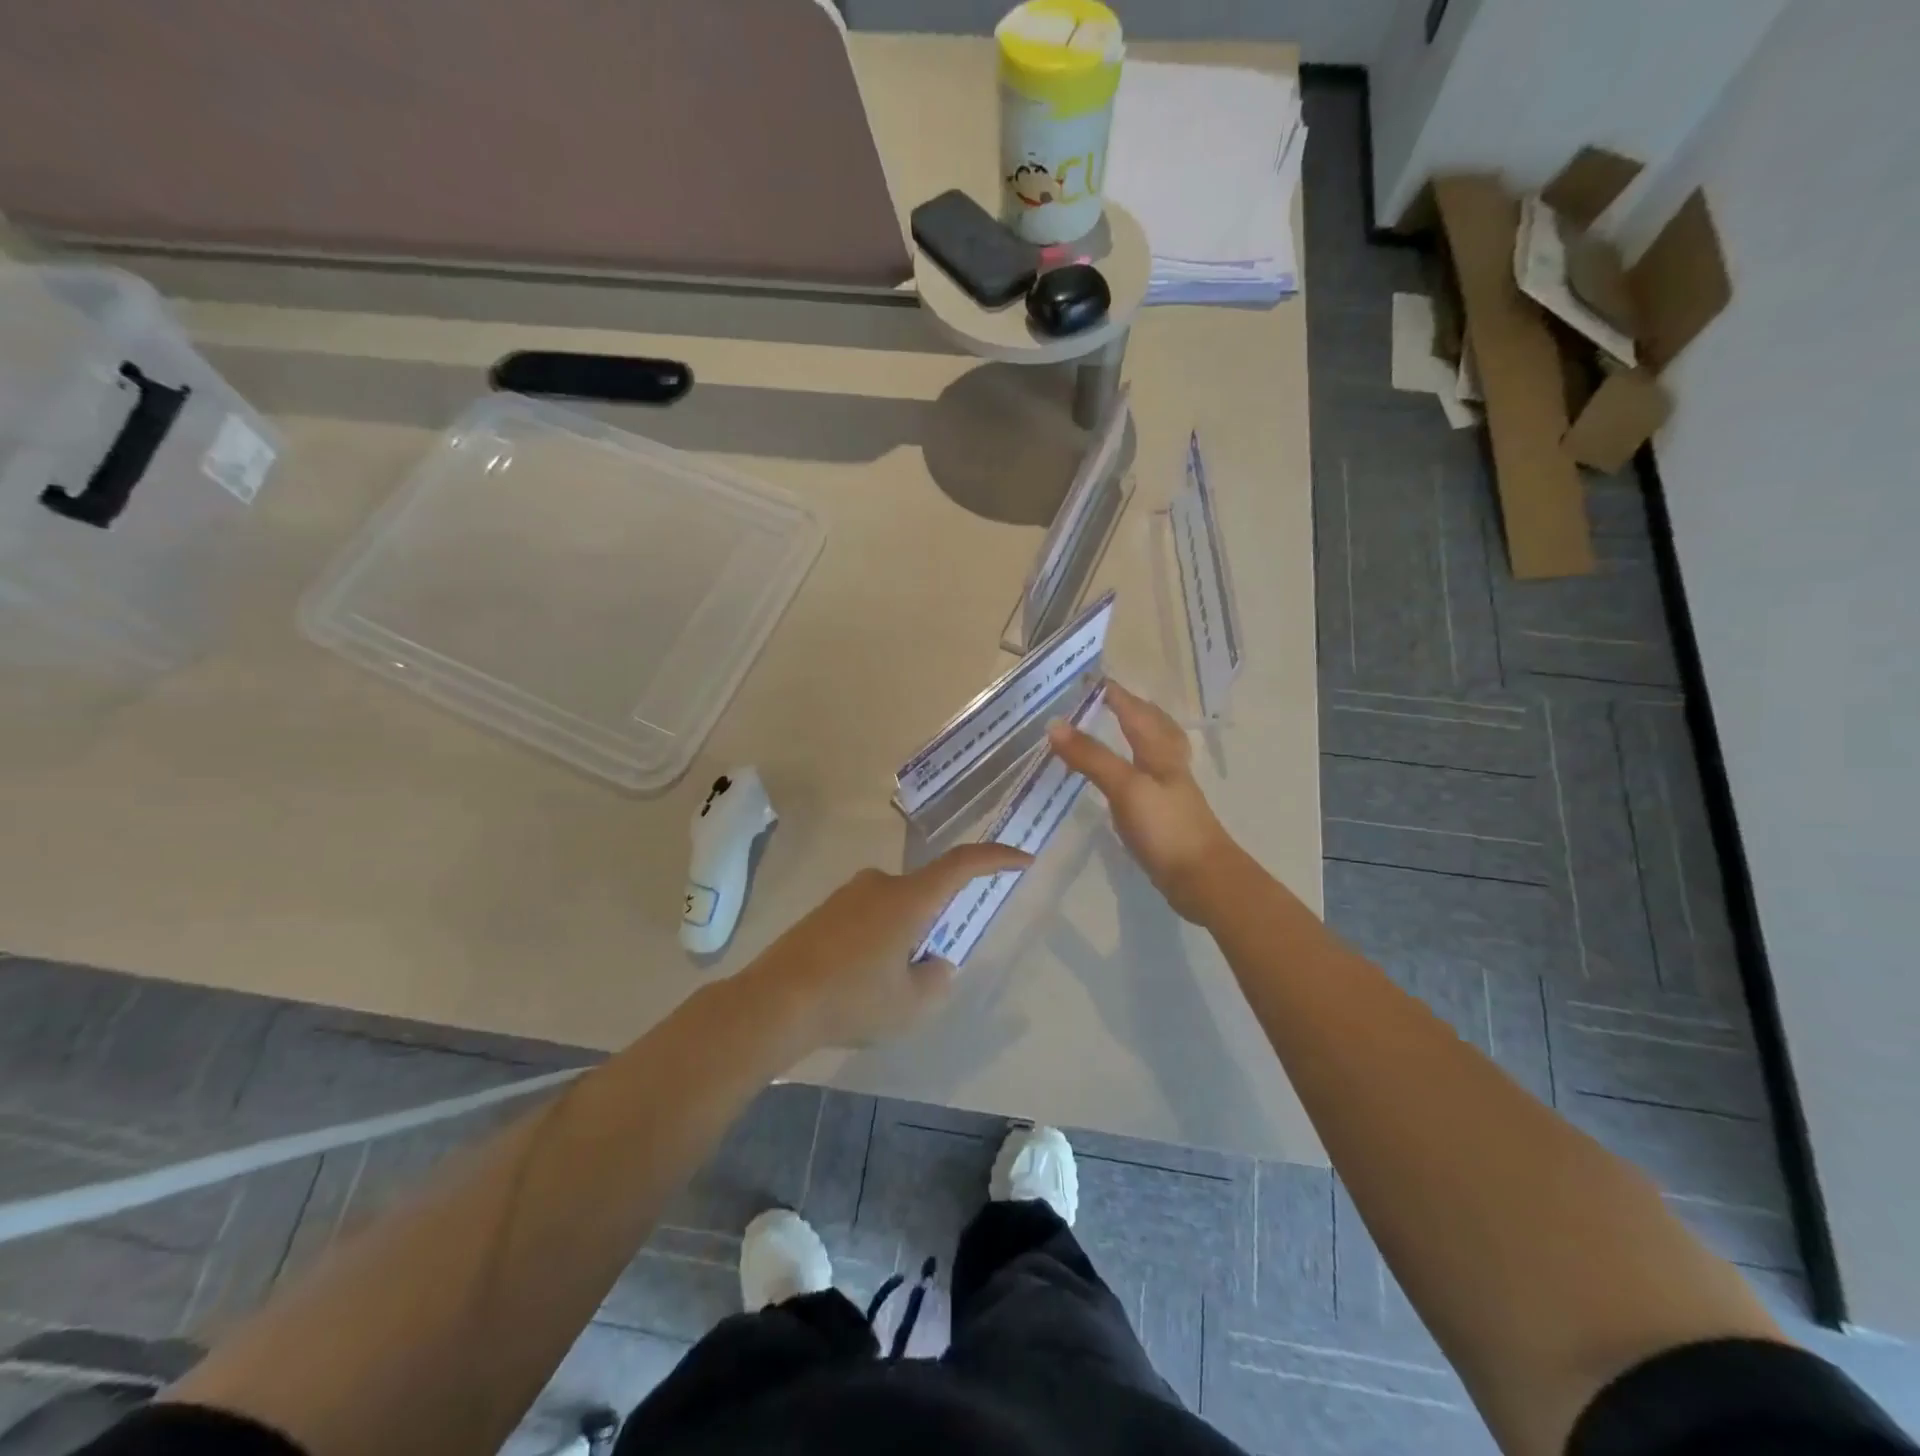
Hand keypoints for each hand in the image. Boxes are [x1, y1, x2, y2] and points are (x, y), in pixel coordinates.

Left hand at [742, 842, 1032, 1048]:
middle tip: (925, 970)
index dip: (995, 858)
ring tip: (885, 988)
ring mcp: (846, 895)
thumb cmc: (853, 1000)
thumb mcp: (911, 1006)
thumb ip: (936, 980)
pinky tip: (857, 981)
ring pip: (894, 908)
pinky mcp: (823, 912)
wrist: (773, 1002)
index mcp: (908, 898)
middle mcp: (879, 884)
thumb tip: (934, 963)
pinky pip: (866, 917)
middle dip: (935, 925)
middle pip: (924, 892)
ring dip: (903, 937)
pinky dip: (876, 941)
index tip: (1022, 859)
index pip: (961, 865)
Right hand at [1048, 680, 1237, 921]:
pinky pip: (1147, 778)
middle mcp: (1167, 765)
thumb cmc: (1166, 827)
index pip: (1135, 712)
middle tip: (1108, 699)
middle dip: (1133, 709)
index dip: (1115, 694)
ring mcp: (1169, 791)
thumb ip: (1091, 756)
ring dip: (1138, 734)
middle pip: (1154, 726)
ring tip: (1118, 729)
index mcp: (1159, 752)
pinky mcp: (1164, 815)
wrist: (1202, 879)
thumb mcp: (1125, 787)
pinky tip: (1124, 778)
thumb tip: (1054, 724)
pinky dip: (1134, 766)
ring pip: (1153, 751)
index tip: (1090, 679)